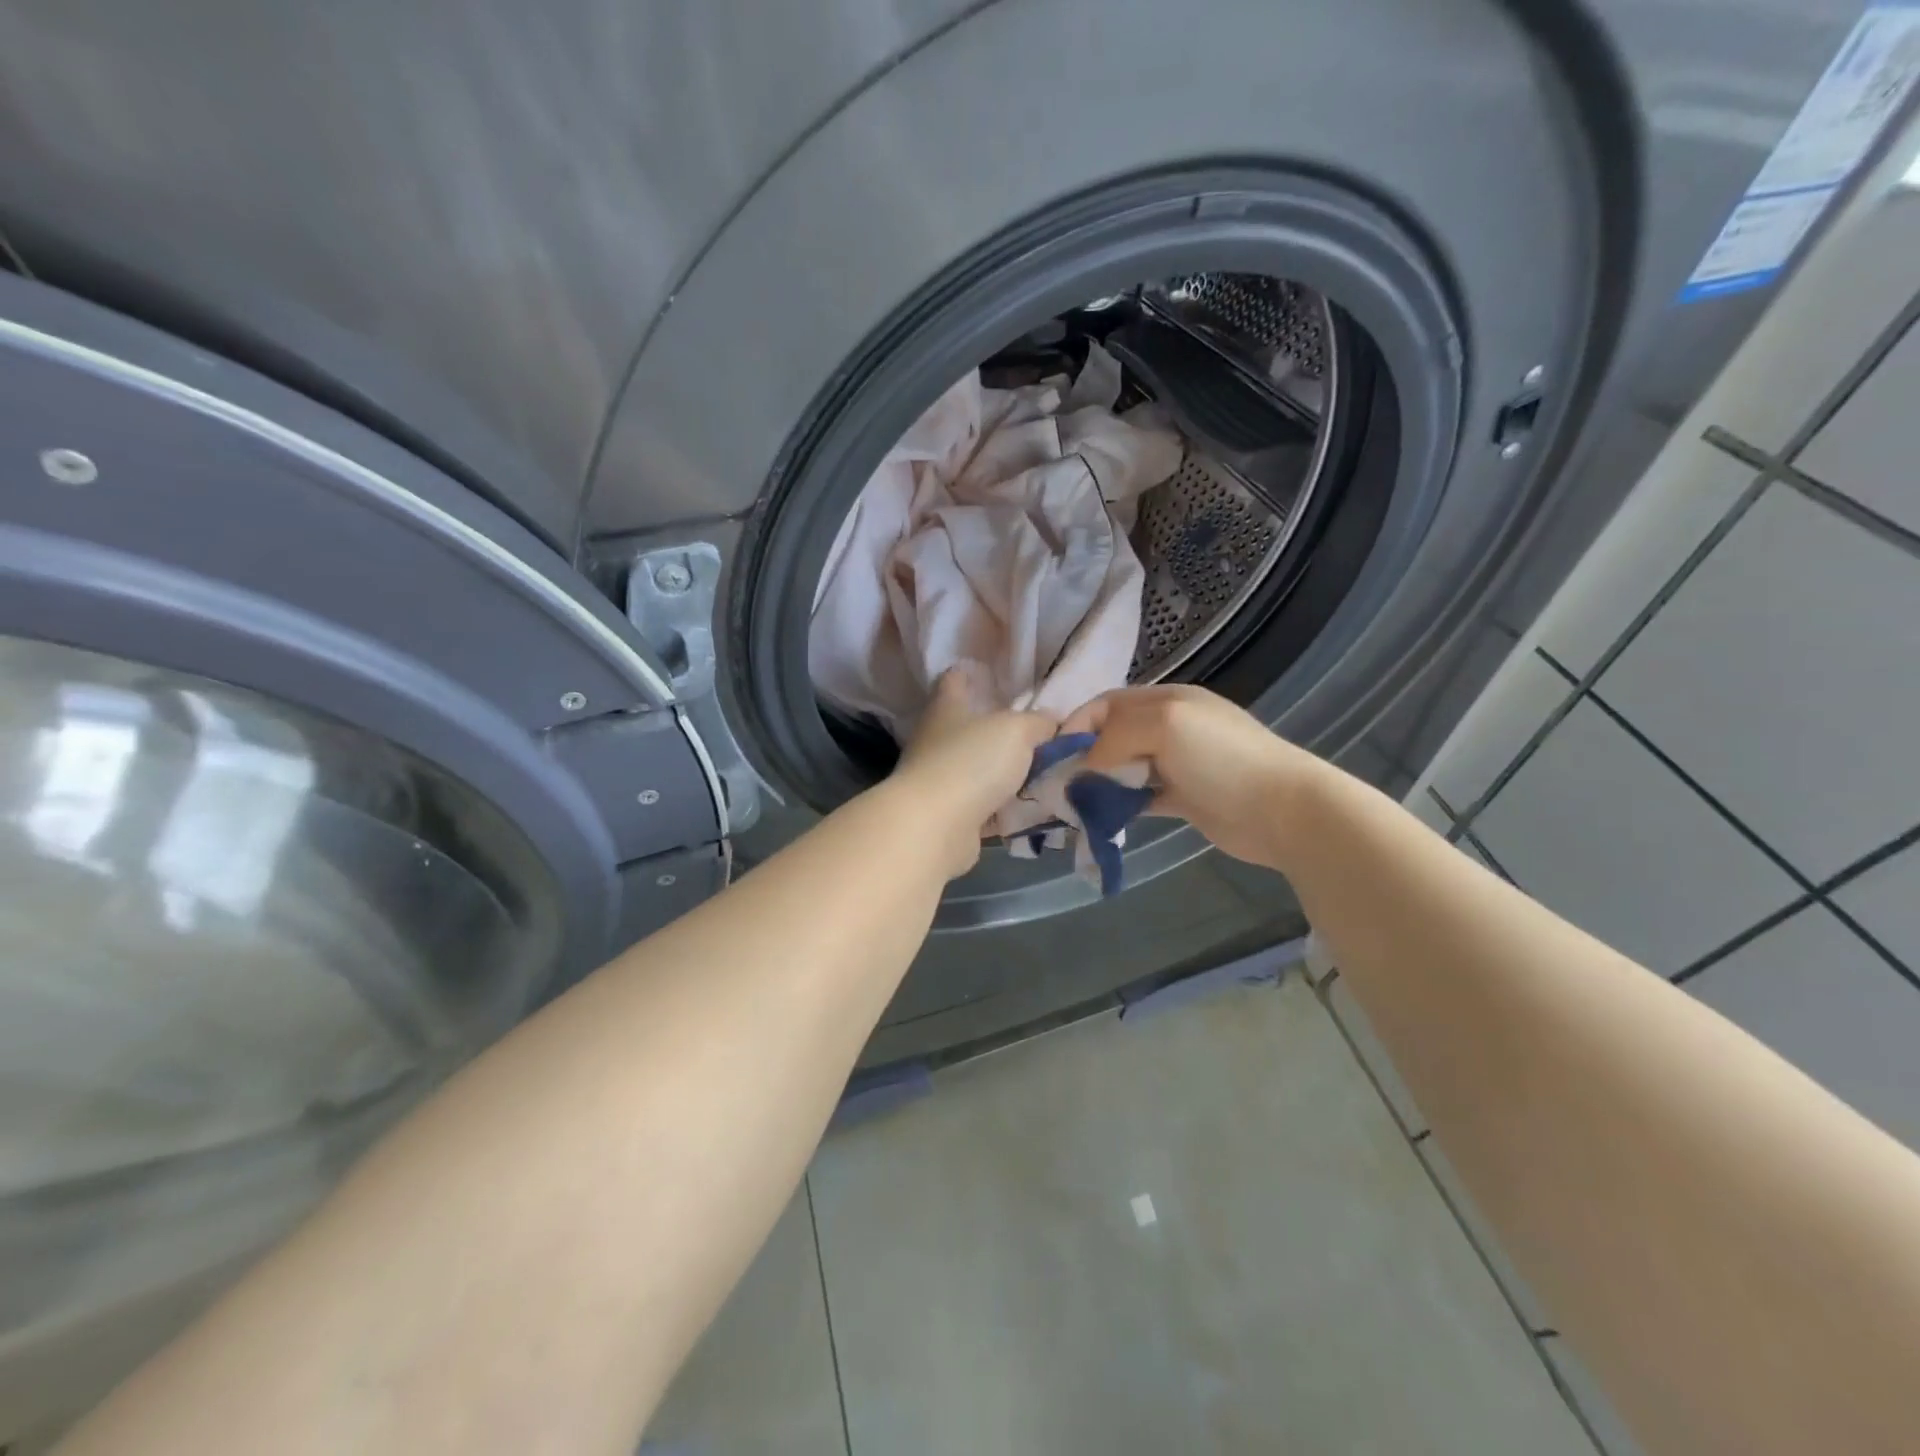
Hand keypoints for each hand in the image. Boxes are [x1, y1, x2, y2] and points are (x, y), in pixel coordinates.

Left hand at [887, 665, 1058, 877]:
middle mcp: (936, 739)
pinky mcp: (946, 814)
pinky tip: (1030, 807)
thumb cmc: (971, 762)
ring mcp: (938, 778)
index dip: (974, 674)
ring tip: (1044, 772)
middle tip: (1039, 733)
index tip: (999, 678)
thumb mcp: (1017, 730)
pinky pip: (981, 805)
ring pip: (977, 768)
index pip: (955, 679)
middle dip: (999, 729)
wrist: (934, 826)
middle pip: (969, 726)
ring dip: (1003, 772)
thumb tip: (1052, 721)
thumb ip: (1039, 722)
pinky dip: (1002, 807)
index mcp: (946, 707)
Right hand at [1062, 684, 1321, 866]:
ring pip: (1124, 767)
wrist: (1281, 809)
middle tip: (1058, 783)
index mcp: (1166, 700)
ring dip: (1099, 782)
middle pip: (1113, 736)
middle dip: (1084, 755)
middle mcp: (1169, 727)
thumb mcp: (1164, 724)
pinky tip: (1101, 818)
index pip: (1107, 704)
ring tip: (1073, 804)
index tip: (1052, 754)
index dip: (1077, 724)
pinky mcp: (1183, 798)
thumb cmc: (1220, 757)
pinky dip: (1120, 804)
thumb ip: (1116, 735)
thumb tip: (1086, 764)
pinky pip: (1140, 797)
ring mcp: (1178, 764)